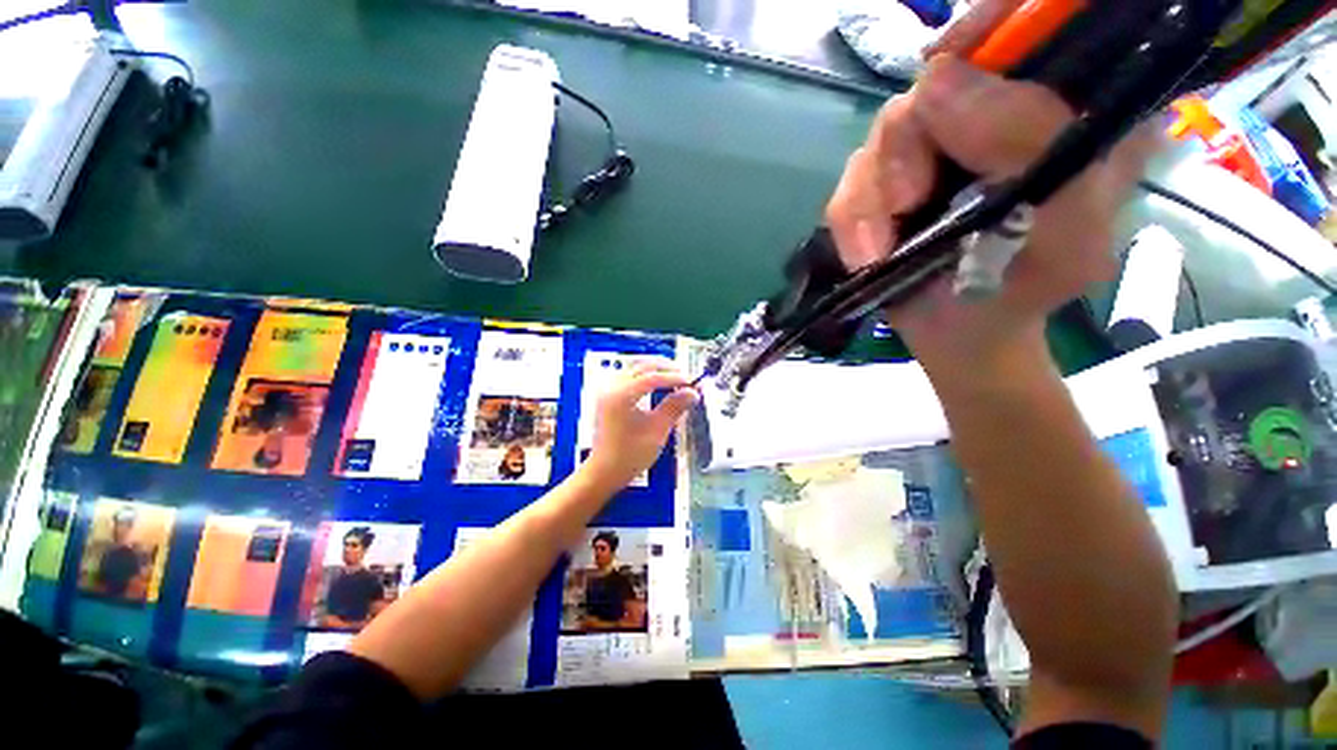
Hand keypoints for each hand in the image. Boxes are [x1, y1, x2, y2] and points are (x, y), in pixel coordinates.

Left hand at [584, 360, 696, 489]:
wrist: (604, 472)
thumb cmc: (630, 455)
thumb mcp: (657, 431)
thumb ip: (674, 407)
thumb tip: (692, 392)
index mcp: (621, 396)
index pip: (651, 377)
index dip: (674, 377)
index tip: (691, 382)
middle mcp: (611, 388)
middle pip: (641, 366)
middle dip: (665, 368)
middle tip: (685, 377)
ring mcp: (607, 391)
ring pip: (634, 368)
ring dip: (655, 370)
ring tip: (675, 378)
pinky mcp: (608, 396)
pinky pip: (629, 377)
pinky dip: (645, 376)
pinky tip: (658, 384)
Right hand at [825, 6, 1160, 373]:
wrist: (959, 336)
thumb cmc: (1025, 292)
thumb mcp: (1066, 235)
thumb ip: (1033, 150)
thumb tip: (937, 79)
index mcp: (1069, 110)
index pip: (1037, 29)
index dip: (993, 24)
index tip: (953, 62)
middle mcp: (999, 112)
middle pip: (939, 78)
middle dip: (911, 145)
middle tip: (909, 202)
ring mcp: (936, 146)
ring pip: (885, 130)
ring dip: (874, 193)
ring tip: (882, 248)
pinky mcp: (887, 181)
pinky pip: (850, 179)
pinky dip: (851, 219)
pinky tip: (867, 255)